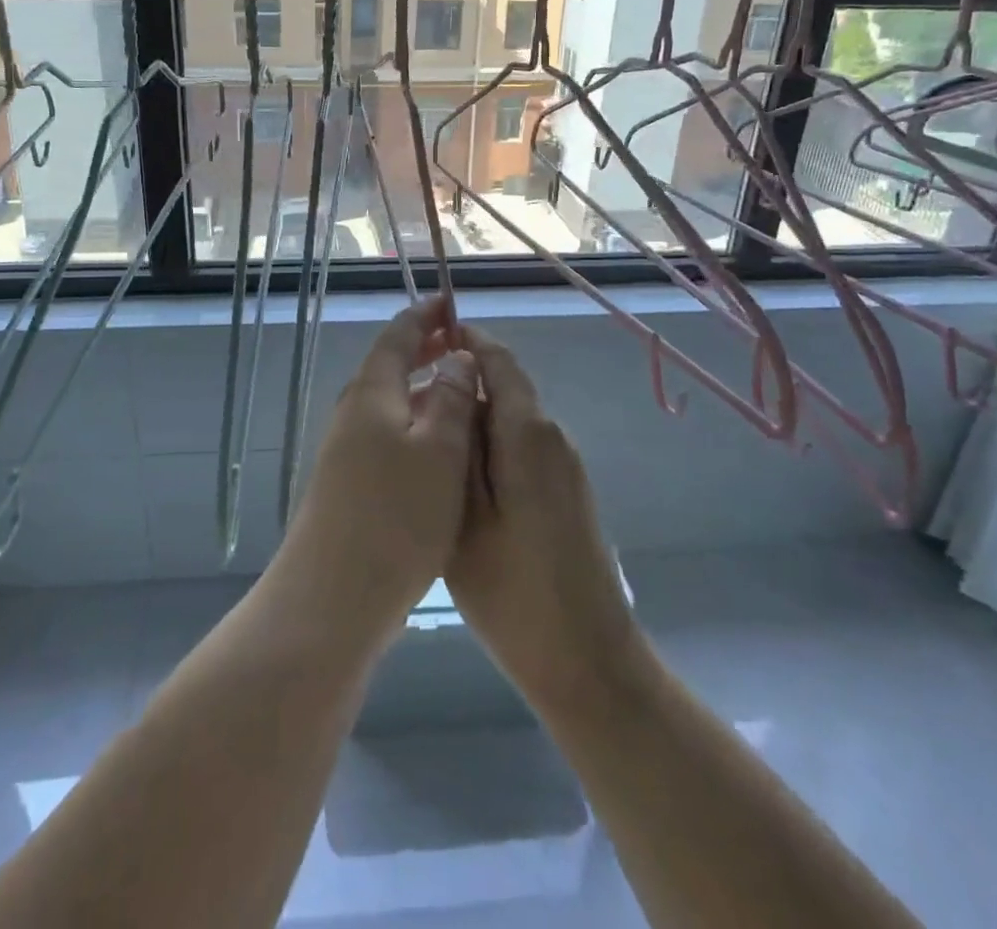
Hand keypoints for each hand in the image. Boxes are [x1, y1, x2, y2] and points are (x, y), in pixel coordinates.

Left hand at [268, 296, 479, 650]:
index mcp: (372, 393)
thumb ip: (452, 399)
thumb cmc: (396, 516)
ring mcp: (345, 448)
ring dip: (420, 384)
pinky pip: (385, 431)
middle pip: (388, 365)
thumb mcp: (440, 452)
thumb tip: (457, 356)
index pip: (397, 336)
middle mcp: (353, 412)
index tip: (450, 301)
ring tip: (456, 387)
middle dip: (423, 347)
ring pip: (388, 400)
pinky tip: (435, 444)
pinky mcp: (348, 481)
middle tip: (458, 340)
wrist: (333, 595)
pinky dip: (413, 419)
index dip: (424, 316)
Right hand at [446, 327, 640, 709]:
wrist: (588, 662)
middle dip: (459, 381)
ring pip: (510, 419)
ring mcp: (564, 466)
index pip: (498, 361)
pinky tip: (456, 477)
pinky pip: (521, 447)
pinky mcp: (565, 492)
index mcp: (528, 434)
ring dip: (471, 416)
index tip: (427, 334)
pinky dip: (488, 445)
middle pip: (504, 387)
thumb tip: (451, 388)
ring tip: (423, 438)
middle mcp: (553, 438)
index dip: (466, 339)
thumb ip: (457, 445)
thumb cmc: (514, 593)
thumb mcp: (464, 516)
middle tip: (408, 400)